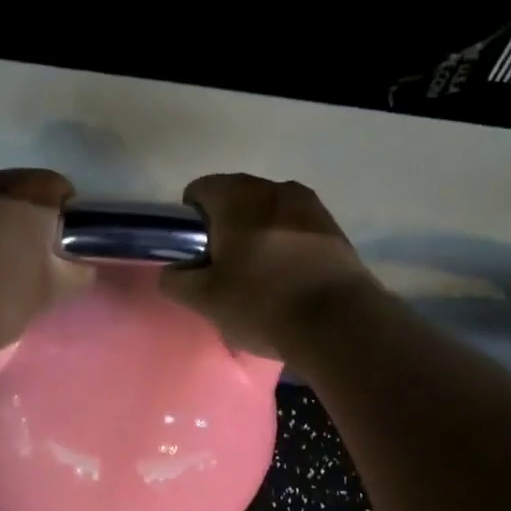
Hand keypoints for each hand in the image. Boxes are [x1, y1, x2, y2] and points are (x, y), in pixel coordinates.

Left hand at [0, 169, 91, 353]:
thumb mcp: (51, 290)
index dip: (65, 211)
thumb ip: (75, 272)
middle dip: (27, 213)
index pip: (56, 185)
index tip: (64, 240)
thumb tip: (81, 266)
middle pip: (17, 188)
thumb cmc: (1, 299)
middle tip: (33, 250)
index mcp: (24, 194)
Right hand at [162, 174, 379, 360]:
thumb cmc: (261, 302)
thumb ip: (176, 280)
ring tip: (258, 274)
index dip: (190, 219)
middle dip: (225, 225)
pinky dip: (286, 244)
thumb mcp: (204, 299)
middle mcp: (275, 188)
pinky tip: (288, 278)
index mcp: (237, 196)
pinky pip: (297, 227)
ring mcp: (311, 206)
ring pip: (270, 212)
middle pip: (237, 197)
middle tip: (223, 267)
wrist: (338, 323)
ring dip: (258, 233)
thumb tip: (172, 271)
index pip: (200, 189)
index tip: (195, 252)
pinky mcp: (335, 228)